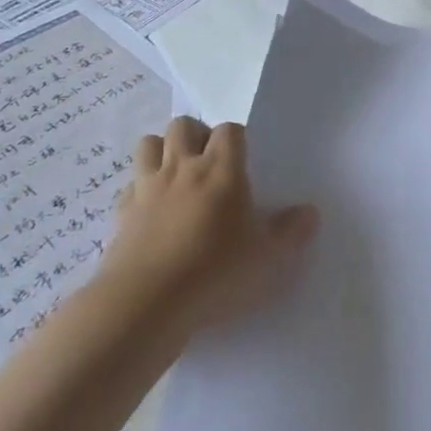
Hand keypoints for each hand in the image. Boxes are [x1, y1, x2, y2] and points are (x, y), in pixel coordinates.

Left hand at [98, 116, 318, 336]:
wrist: (144, 304)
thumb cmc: (214, 273)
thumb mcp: (265, 258)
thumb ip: (290, 232)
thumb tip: (311, 213)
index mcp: (221, 169)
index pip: (229, 130)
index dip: (236, 140)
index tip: (243, 161)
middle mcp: (183, 167)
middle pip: (184, 125)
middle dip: (196, 135)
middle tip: (208, 164)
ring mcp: (147, 188)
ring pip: (149, 143)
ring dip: (162, 151)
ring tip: (176, 176)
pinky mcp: (120, 214)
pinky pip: (129, 185)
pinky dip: (139, 189)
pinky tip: (150, 210)